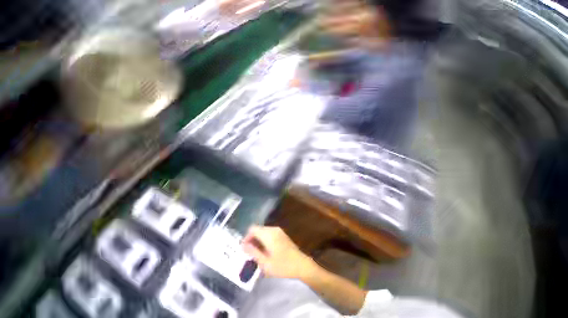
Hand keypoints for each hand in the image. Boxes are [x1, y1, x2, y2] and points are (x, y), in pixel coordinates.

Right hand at [242, 226, 315, 278]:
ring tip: (257, 254)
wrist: (301, 264)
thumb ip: (253, 252)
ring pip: (263, 232)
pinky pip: (269, 234)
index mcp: (268, 234)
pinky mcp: (282, 234)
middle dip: (252, 240)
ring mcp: (278, 231)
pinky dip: (264, 240)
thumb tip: (243, 245)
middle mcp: (273, 229)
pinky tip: (266, 251)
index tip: (244, 249)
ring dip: (258, 240)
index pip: (252, 229)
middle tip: (250, 254)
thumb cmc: (282, 265)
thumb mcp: (265, 263)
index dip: (246, 237)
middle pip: (258, 229)